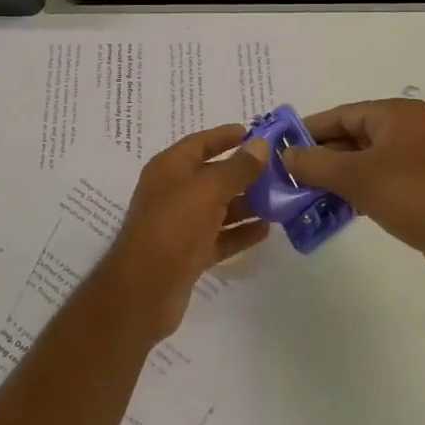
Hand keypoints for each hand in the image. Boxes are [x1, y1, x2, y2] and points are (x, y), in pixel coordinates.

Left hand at [99, 124, 271, 341]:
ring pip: (218, 207)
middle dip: (244, 172)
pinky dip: (239, 232)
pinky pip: (219, 236)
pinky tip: (266, 231)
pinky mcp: (188, 254)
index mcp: (169, 168)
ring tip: (280, 200)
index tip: (256, 134)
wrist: (143, 290)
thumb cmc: (173, 228)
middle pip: (212, 175)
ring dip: (246, 203)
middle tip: (279, 170)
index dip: (226, 136)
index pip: (200, 143)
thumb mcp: (207, 191)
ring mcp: (180, 225)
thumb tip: (261, 145)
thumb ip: (237, 168)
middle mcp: (173, 192)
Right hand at [282, 98, 424, 289]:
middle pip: (354, 136)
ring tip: (307, 192)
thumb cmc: (412, 197)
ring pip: (367, 159)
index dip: (309, 130)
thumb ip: (315, 163)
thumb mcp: (355, 178)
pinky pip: (383, 177)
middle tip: (291, 173)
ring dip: (338, 174)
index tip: (282, 146)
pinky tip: (337, 206)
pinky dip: (360, 187)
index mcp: (398, 114)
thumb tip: (286, 154)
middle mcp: (411, 128)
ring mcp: (421, 157)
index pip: (343, 114)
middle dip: (323, 155)